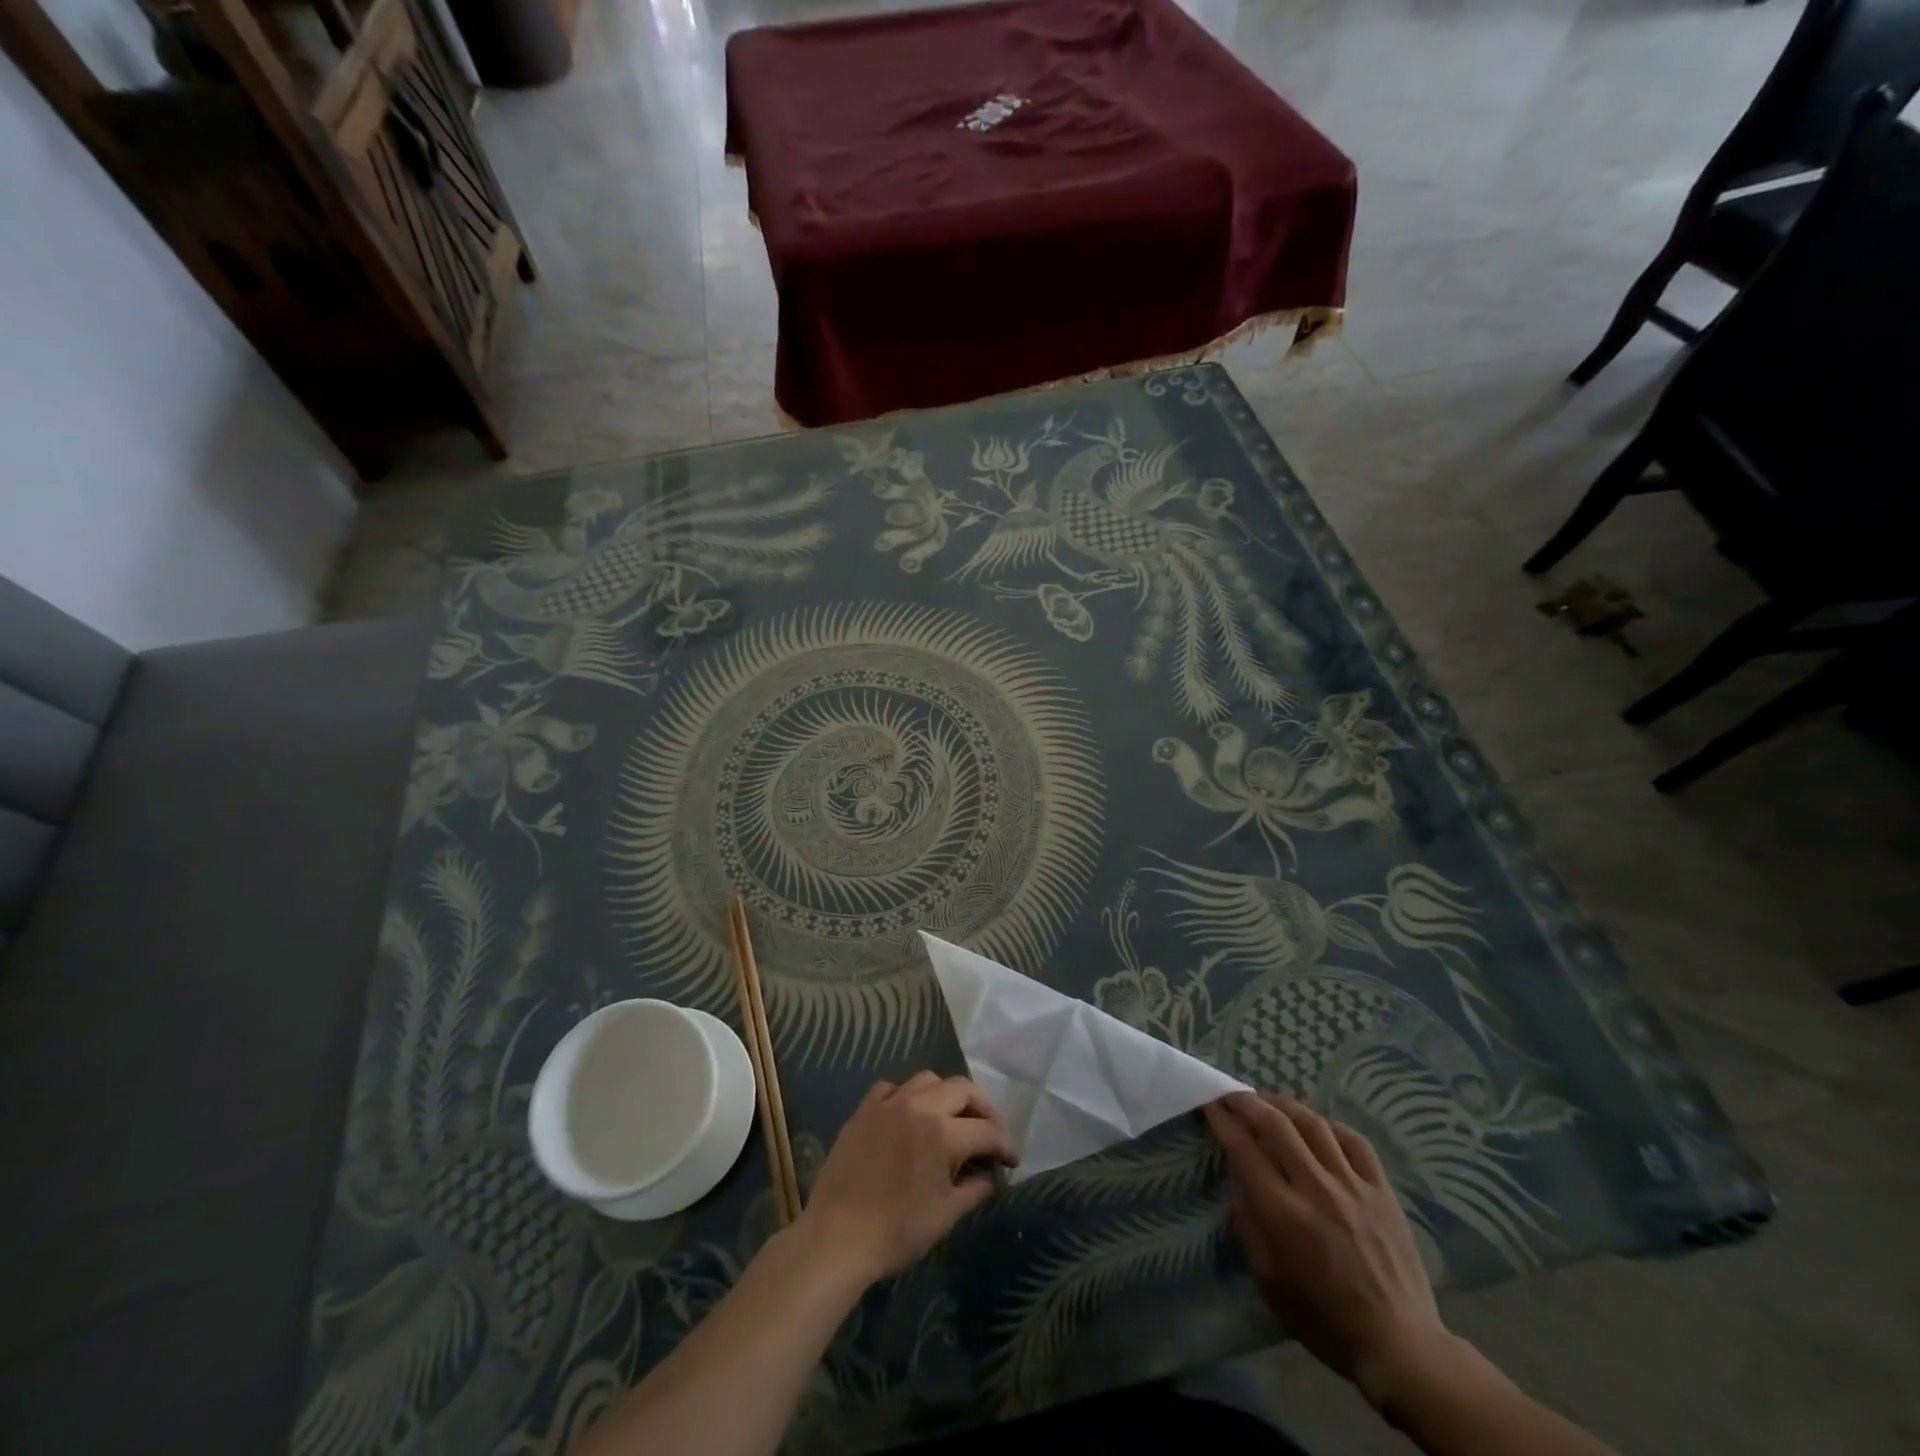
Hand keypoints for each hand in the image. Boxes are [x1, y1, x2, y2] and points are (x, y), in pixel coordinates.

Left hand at [798, 1072, 1016, 1284]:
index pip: (987, 1130)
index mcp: (943, 1132)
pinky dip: (908, 1096)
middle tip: (989, 1134)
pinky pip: (892, 1088)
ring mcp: (888, 1103)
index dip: (1005, 1145)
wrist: (836, 1238)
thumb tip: (993, 1176)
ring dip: (947, 1095)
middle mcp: (919, 1105)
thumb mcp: (945, 1215)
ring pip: (928, 1080)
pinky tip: (909, 1116)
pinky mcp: (864, 1110)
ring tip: (952, 1119)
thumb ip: (975, 1188)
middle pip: (963, 1088)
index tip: (1012, 1160)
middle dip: (983, 1109)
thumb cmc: (896, 1232)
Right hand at [1205, 1092, 1454, 1410]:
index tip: (1210, 1103)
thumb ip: (1248, 1225)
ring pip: (1314, 1124)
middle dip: (1248, 1102)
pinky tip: (1317, 1125)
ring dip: (1285, 1104)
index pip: (1245, 1150)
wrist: (1400, 1346)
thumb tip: (1237, 1181)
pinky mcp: (1382, 1192)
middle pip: (1276, 1125)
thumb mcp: (1268, 1281)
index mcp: (1284, 1215)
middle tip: (1233, 1093)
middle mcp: (1316, 1190)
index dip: (1223, 1121)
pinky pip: (1355, 1142)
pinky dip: (1330, 1125)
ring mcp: (1353, 1187)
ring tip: (1269, 1100)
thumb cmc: (1324, 1320)